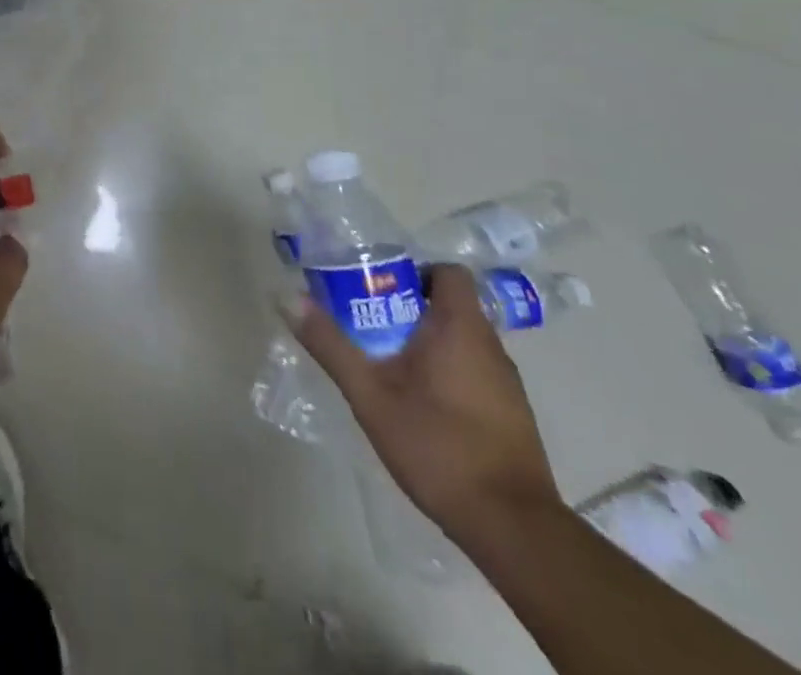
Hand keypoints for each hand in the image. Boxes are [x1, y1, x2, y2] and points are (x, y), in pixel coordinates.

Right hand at [283, 264, 559, 536]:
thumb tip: (287, 297)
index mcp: (460, 328)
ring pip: (460, 340)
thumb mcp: (369, 394)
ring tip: (384, 362)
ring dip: (424, 341)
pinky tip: (417, 402)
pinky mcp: (511, 414)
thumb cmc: (438, 446)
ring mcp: (506, 383)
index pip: (448, 272)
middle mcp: (490, 346)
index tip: (377, 288)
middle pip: (448, 304)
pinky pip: (472, 370)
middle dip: (406, 307)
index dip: (413, 271)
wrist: (513, 529)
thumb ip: (330, 343)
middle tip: (365, 323)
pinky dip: (444, 371)